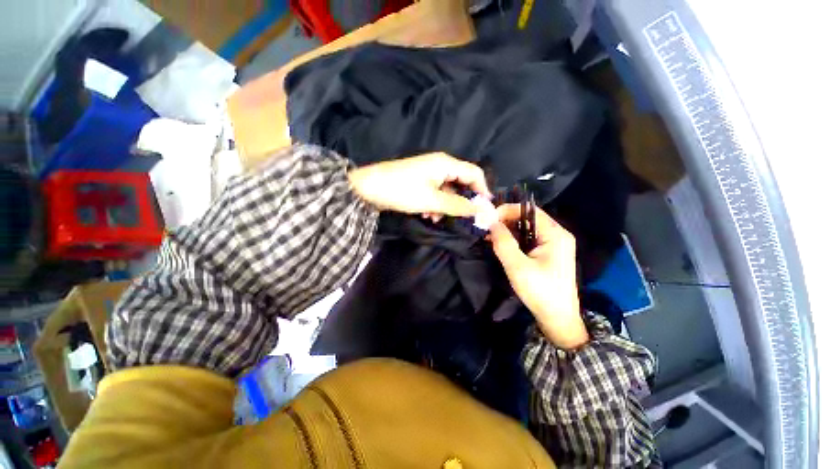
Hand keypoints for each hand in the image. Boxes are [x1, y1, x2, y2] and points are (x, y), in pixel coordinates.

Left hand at [348, 153, 490, 217]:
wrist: (367, 188)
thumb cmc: (402, 191)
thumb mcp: (432, 200)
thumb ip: (457, 205)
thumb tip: (479, 210)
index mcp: (445, 164)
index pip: (474, 173)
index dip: (482, 190)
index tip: (484, 209)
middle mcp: (439, 165)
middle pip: (461, 183)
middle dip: (460, 201)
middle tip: (459, 219)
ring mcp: (428, 173)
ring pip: (447, 190)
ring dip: (445, 206)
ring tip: (434, 218)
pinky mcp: (419, 182)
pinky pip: (435, 193)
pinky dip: (434, 205)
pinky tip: (425, 215)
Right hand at [489, 204, 588, 349]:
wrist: (557, 318)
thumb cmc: (540, 292)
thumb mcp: (517, 267)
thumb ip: (503, 243)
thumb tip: (491, 223)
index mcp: (556, 235)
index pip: (529, 211)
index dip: (507, 210)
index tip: (488, 218)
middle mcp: (557, 235)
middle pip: (528, 219)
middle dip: (505, 221)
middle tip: (486, 228)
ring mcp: (553, 244)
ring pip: (526, 229)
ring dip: (507, 231)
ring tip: (489, 236)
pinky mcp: (547, 253)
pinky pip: (527, 240)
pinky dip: (513, 240)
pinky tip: (499, 244)